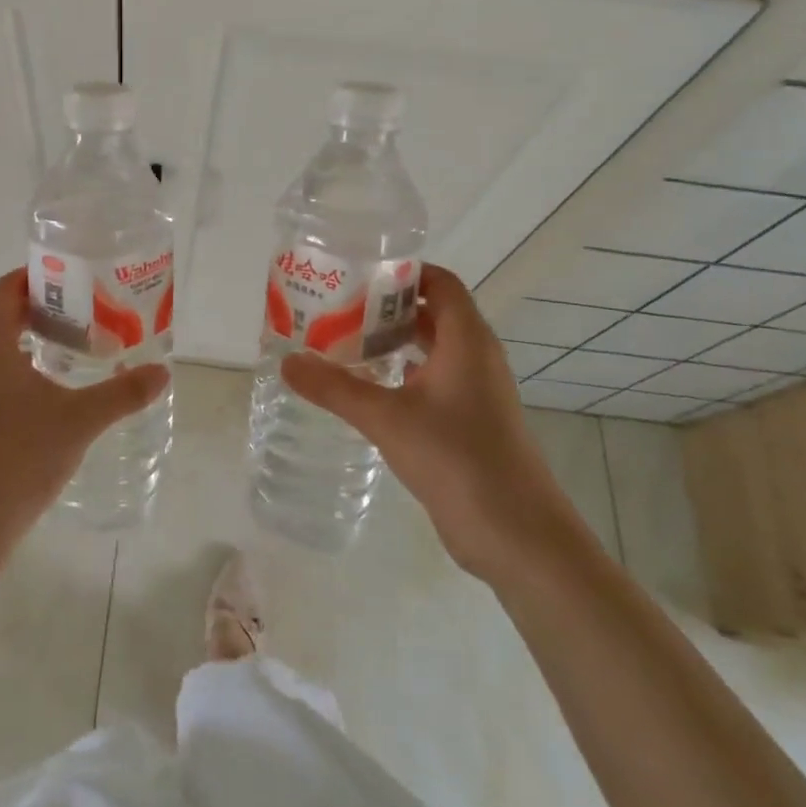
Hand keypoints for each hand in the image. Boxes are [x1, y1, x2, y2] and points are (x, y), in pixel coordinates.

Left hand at [0, 270, 168, 553]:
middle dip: (46, 308)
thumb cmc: (16, 458)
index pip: (9, 286)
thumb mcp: (79, 421)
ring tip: (78, 347)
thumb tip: (162, 372)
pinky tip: (51, 391)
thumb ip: (123, 393)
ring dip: (33, 338)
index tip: (81, 278)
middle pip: (4, 312)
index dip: (43, 276)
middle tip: (91, 311)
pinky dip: (20, 366)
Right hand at [280, 265, 592, 580]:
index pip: (440, 282)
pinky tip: (367, 386)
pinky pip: (433, 379)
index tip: (358, 271)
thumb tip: (287, 362)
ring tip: (342, 339)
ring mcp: (475, 391)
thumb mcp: (387, 419)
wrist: (517, 535)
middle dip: (387, 305)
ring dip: (393, 340)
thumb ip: (335, 389)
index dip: (403, 271)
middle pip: (432, 312)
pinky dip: (402, 373)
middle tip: (337, 304)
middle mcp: (475, 356)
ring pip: (431, 348)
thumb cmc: (457, 458)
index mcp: (467, 340)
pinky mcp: (470, 421)